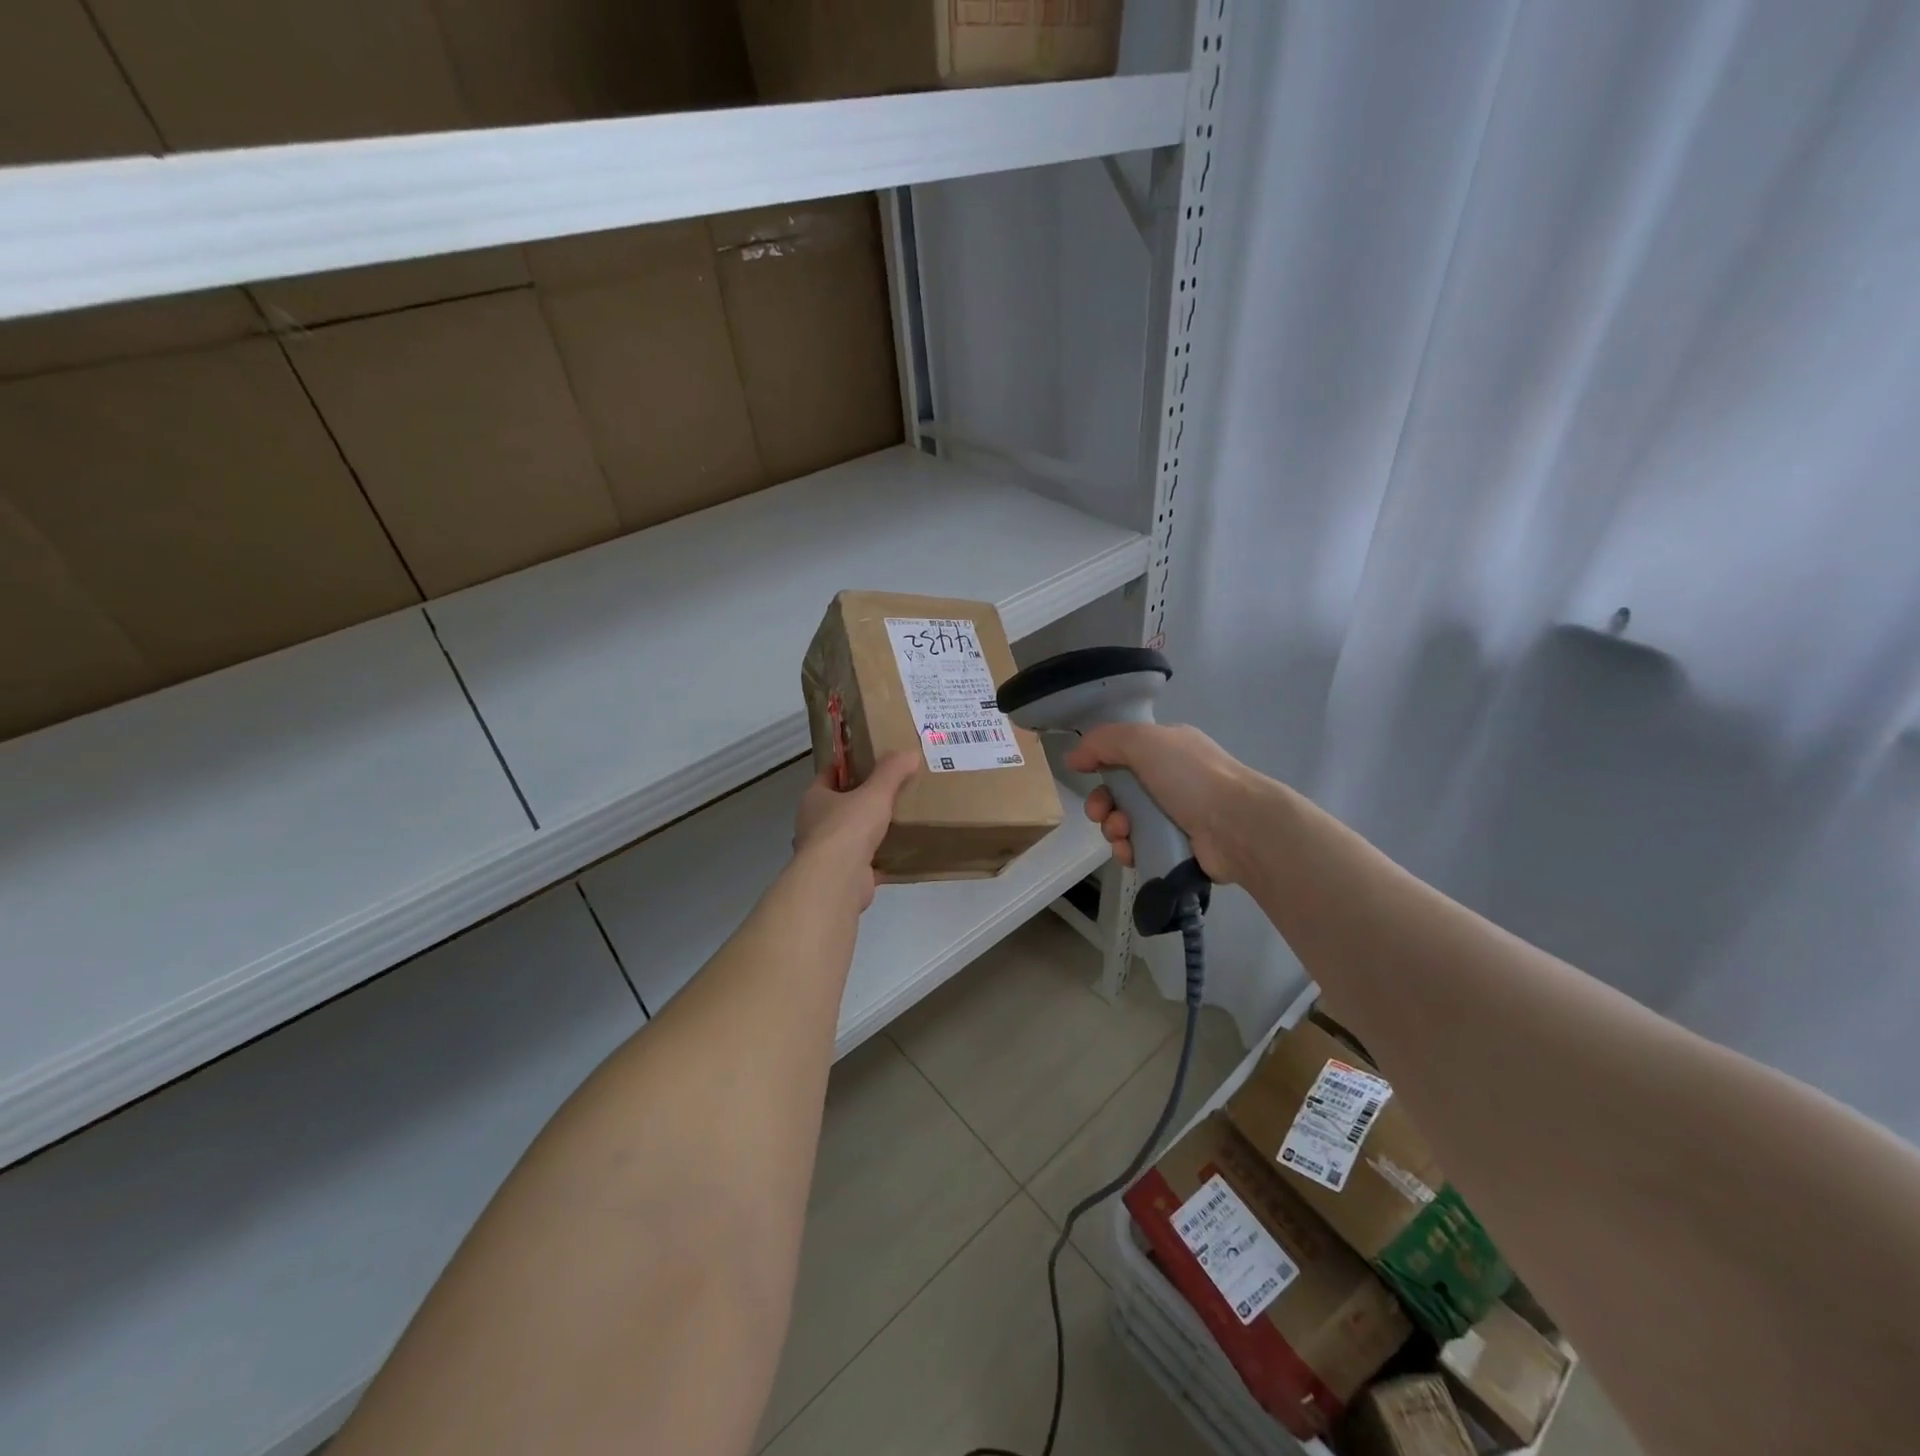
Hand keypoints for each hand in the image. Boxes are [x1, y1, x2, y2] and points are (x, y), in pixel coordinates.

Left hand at [792, 752, 919, 908]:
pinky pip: (864, 862)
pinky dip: (879, 858)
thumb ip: (892, 772)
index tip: (871, 760)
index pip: (829, 774)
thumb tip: (910, 753)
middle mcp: (815, 824)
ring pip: (850, 835)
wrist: (838, 880)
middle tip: (891, 789)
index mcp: (814, 799)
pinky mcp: (842, 876)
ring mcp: (827, 853)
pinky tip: (900, 853)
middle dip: (862, 799)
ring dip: (869, 830)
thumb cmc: (848, 828)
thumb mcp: (875, 793)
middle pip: (840, 805)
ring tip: (899, 819)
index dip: (848, 766)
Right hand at [1063, 723, 1257, 883]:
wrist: (1238, 827)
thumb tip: (1073, 757)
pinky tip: (1130, 851)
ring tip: (1122, 833)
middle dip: (1102, 803)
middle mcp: (1172, 779)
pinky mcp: (1178, 848)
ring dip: (1113, 828)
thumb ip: (1103, 742)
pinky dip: (1128, 849)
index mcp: (1168, 749)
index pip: (1124, 751)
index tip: (1083, 773)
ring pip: (1126, 822)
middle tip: (1100, 813)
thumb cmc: (1191, 777)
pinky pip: (1140, 847)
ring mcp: (1177, 815)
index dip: (1100, 762)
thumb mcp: (1143, 742)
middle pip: (1120, 791)